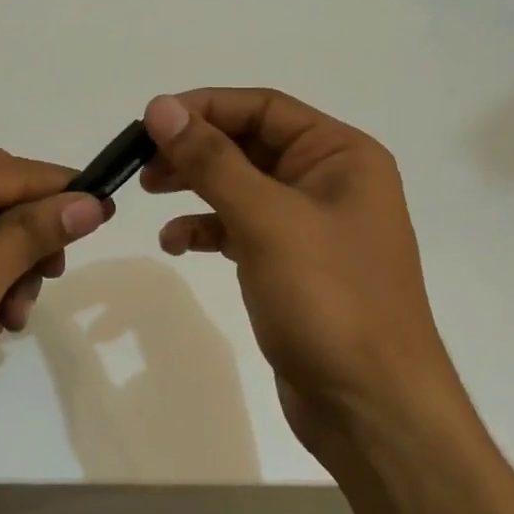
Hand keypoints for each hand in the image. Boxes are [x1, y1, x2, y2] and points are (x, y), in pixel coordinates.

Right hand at [141, 89, 464, 470]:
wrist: (371, 406)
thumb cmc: (328, 299)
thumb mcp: (267, 219)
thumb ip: (212, 160)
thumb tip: (161, 108)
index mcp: (342, 155)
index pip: (264, 108)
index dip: (205, 107)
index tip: (150, 121)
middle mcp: (331, 181)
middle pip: (251, 144)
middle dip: (196, 149)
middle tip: (142, 162)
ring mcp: (313, 227)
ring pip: (243, 187)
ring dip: (196, 186)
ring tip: (149, 193)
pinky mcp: (294, 267)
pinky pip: (243, 230)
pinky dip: (209, 230)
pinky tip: (176, 244)